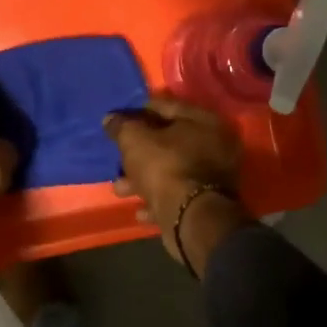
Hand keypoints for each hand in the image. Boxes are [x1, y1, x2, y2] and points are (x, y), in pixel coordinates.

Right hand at [103, 97, 248, 269]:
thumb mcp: (134, 140)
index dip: (140, 112)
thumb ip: (122, 126)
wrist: (191, 219)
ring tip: (120, 189)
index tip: (120, 120)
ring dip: (144, 179)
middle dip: (140, 152)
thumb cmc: (164, 167)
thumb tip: (111, 119)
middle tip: (118, 157)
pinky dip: (159, 200)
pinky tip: (140, 210)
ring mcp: (215, 177)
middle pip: (170, 142)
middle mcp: (216, 146)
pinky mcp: (209, 204)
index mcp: (204, 121)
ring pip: (172, 171)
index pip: (167, 107)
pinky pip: (178, 196)